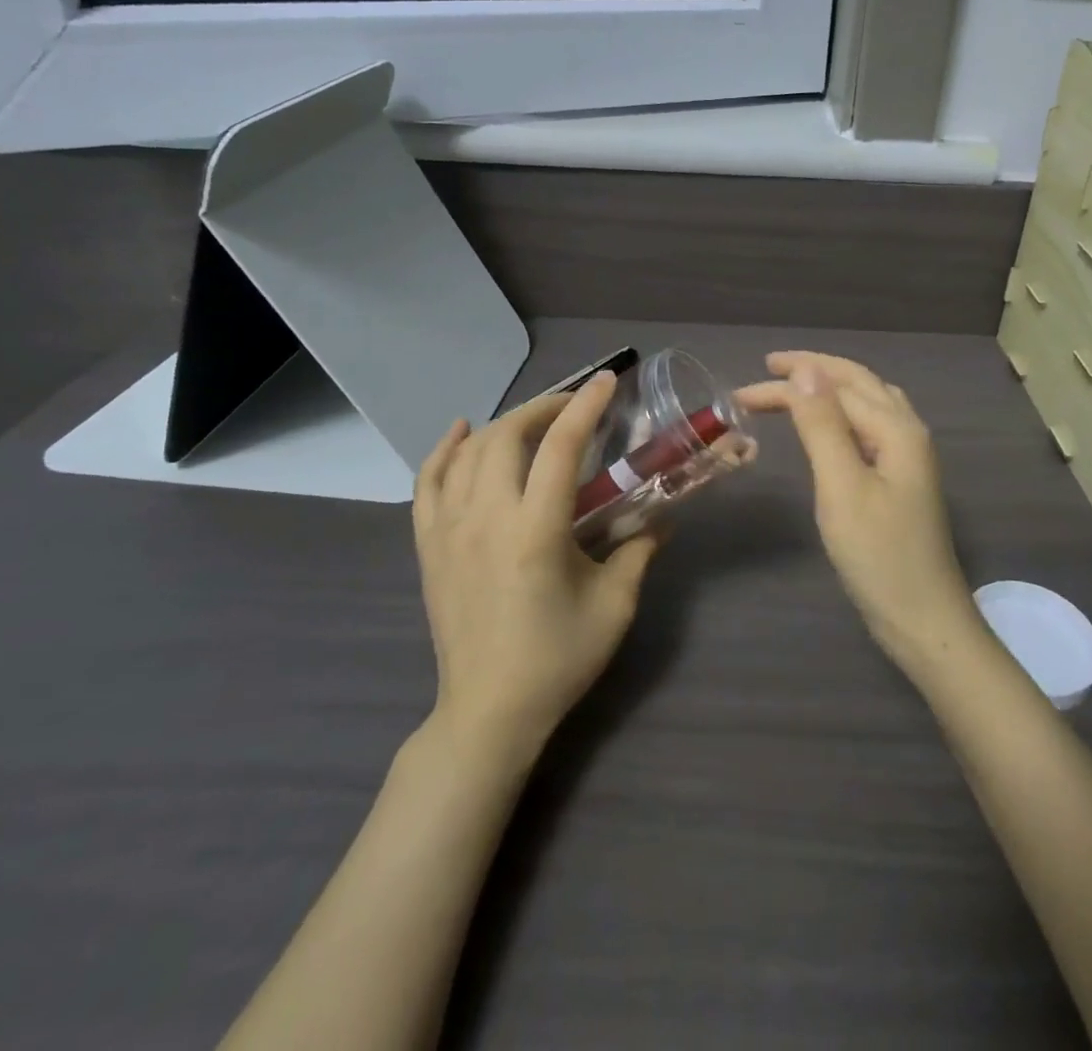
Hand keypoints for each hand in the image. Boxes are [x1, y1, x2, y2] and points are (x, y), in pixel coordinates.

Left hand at [413, 372, 659, 750]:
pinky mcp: (429, 546)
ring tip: (533, 421)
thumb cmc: (557, 658)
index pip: (561, 447)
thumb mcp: (615, 605)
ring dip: (504, 424)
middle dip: (544, 407)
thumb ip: (640, 551)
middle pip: (508, 436)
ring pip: (469, 452)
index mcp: (535, 531)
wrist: (488, 711)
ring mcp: (449, 530)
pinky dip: (444, 450)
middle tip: (575, 406)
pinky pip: (428, 482)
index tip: (606, 381)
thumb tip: (663, 518)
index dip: (585, 406)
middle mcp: (486, 518)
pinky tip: (463, 432)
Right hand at [739, 352, 978, 671]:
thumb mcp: (842, 487)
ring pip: (868, 402)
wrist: (923, 619)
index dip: (788, 384)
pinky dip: (842, 413)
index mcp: (897, 428)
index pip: (834, 388)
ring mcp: (909, 456)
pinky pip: (870, 427)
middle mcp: (908, 431)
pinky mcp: (901, 479)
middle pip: (858, 383)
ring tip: (795, 385)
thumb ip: (823, 425)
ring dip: (830, 387)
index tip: (741, 392)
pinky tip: (829, 425)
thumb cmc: (878, 555)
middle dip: (812, 371)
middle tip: (767, 368)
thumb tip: (805, 371)